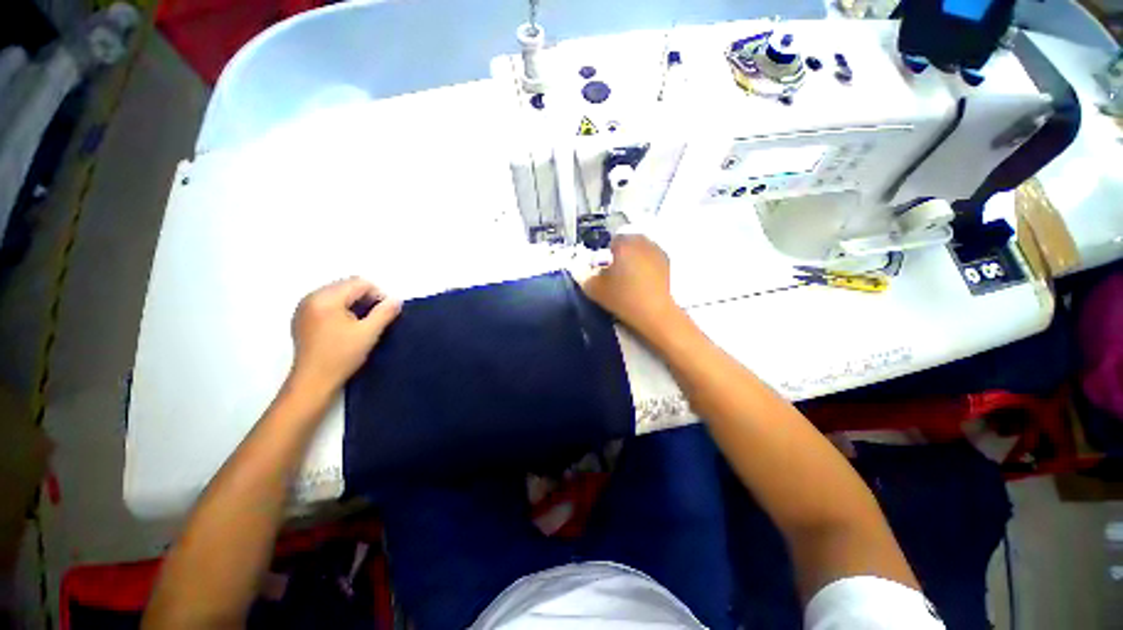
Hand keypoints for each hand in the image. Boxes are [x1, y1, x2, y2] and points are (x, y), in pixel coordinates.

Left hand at [289, 278, 401, 392]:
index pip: (359, 283)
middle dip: (365, 299)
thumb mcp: (369, 333)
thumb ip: (385, 312)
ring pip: (338, 295)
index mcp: (326, 298)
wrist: (313, 382)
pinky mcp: (302, 319)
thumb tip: (396, 300)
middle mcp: (311, 298)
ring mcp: (304, 308)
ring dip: (354, 305)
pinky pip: (327, 304)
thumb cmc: (342, 356)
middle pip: (347, 286)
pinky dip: (341, 310)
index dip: (378, 295)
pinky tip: (346, 328)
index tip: (384, 314)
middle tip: (374, 320)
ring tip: (361, 325)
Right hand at [581, 234, 681, 340]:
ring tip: (631, 274)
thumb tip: (583, 270)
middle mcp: (641, 242)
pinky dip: (646, 262)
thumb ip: (585, 277)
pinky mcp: (667, 262)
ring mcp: (657, 251)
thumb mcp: (595, 290)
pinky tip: (644, 278)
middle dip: (622, 251)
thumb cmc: (623, 299)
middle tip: (617, 270)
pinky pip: (652, 256)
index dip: (607, 253)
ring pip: (641, 247)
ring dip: (635, 255)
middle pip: (628, 240)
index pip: (612, 240)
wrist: (654, 312)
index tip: (606, 267)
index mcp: (623, 244)